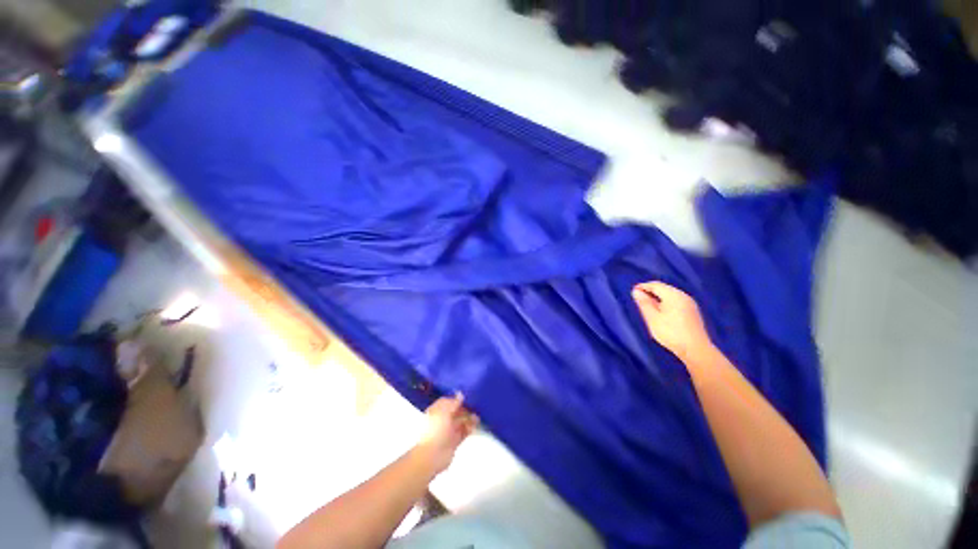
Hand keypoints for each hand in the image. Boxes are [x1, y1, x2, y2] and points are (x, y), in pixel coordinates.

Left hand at [414, 395, 478, 474]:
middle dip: (465, 407)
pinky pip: (464, 432)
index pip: (447, 401)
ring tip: (478, 414)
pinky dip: (470, 428)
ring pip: (461, 421)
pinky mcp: (455, 440)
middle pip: (455, 411)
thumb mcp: (444, 412)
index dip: (456, 398)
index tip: (467, 394)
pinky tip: (476, 424)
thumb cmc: (435, 429)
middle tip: (476, 403)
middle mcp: (442, 419)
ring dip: (469, 417)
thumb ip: (454, 402)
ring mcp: (449, 431)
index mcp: (436, 411)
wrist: (432, 455)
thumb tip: (461, 394)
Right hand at [632, 281, 712, 362]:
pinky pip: (676, 302)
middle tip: (639, 298)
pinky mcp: (692, 312)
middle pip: (664, 289)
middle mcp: (683, 296)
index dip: (643, 286)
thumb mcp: (652, 317)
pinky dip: (666, 303)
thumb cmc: (670, 332)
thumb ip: (644, 303)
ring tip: (648, 305)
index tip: (633, 291)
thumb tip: (636, 291)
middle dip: (650, 291)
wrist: (696, 350)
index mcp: (673, 295)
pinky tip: (661, 311)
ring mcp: (690, 304)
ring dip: (658, 297)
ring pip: (670, 295)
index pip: (656, 285)